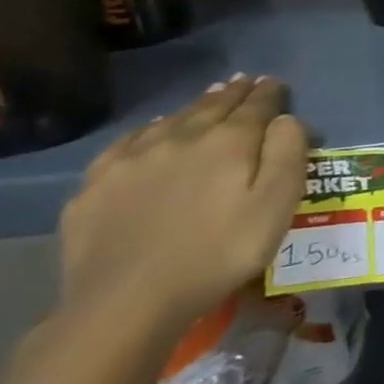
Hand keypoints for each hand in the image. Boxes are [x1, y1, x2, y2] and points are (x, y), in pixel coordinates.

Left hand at [58, 76, 308, 339]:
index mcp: (228, 142)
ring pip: (172, 119)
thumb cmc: (220, 252)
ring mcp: (131, 160)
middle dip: (234, 93)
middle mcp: (180, 138)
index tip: (276, 83)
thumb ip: (288, 153)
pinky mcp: (96, 185)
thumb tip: (286, 118)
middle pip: (212, 107)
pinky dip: (149, 129)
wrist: (127, 301)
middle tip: (246, 81)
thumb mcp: (277, 205)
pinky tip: (152, 131)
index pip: (255, 106)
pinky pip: (128, 143)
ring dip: (196, 106)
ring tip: (210, 97)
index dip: (269, 93)